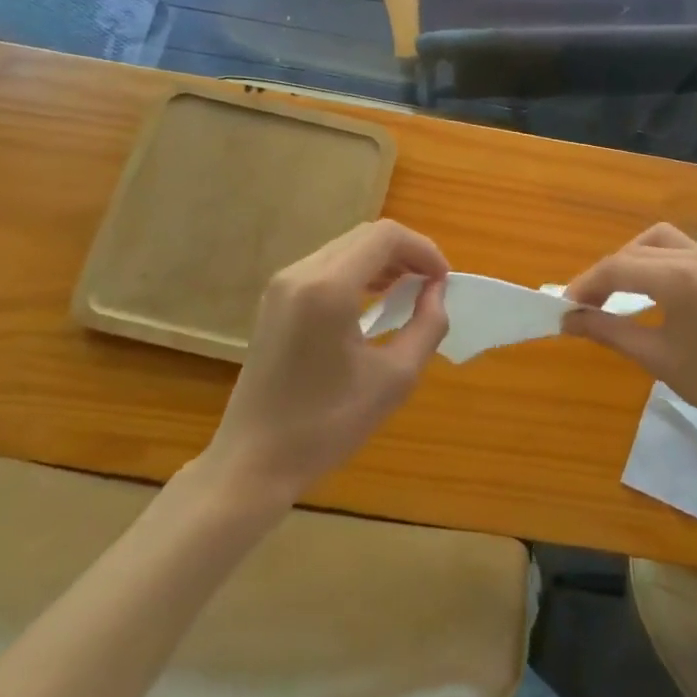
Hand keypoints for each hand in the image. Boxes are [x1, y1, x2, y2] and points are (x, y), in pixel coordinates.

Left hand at [204, 220, 450, 502]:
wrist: (253, 462)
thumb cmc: (327, 425)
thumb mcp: (394, 379)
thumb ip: (427, 326)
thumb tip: (437, 291)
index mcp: (328, 287)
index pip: (385, 236)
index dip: (423, 249)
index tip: (444, 281)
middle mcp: (301, 273)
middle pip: (365, 235)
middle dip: (405, 253)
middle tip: (431, 286)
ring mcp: (282, 284)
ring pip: (345, 248)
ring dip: (382, 261)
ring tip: (408, 293)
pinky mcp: (275, 299)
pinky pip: (326, 266)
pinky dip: (357, 273)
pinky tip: (373, 303)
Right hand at [562, 223, 696, 431]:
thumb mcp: (657, 358)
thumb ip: (610, 331)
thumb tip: (569, 320)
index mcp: (677, 278)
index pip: (617, 268)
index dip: (585, 285)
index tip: (563, 308)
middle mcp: (694, 257)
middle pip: (633, 251)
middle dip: (604, 274)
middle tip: (585, 305)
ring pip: (657, 240)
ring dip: (631, 258)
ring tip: (618, 291)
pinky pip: (679, 249)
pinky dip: (655, 260)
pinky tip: (652, 291)